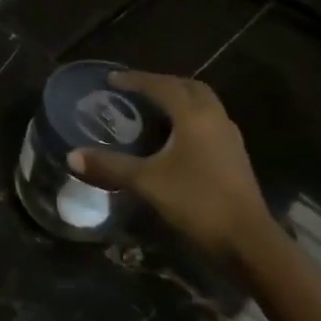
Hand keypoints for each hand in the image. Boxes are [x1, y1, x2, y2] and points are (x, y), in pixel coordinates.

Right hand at [69, 71, 270, 259]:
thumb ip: (110, 165)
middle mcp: (215, 119)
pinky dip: (188, 119)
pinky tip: (173, 137)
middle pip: (189, 88)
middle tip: (135, 90)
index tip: (111, 79)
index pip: (163, 86)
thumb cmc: (197, 201)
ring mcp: (229, 138)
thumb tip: (71, 156)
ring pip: (202, 105)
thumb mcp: (147, 181)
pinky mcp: (234, 157)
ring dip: (178, 100)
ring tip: (151, 109)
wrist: (248, 241)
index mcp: (194, 116)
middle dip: (162, 83)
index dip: (136, 80)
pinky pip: (208, 123)